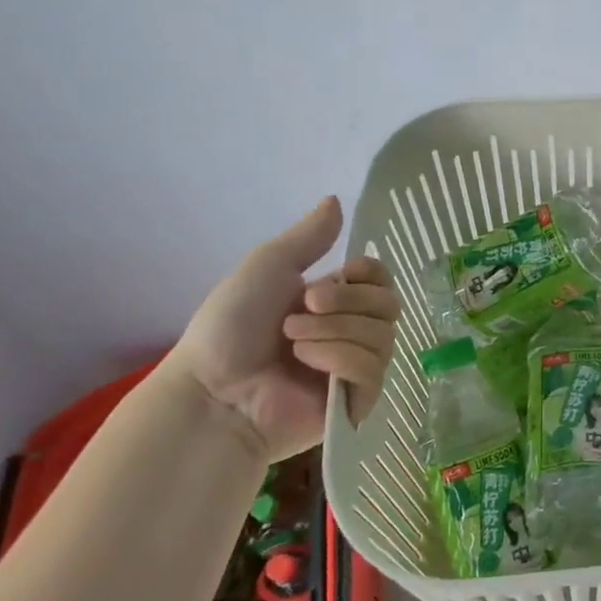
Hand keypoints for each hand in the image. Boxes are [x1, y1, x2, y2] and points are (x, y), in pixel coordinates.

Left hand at [159, 197, 401, 459]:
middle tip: (304, 308)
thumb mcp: (269, 267)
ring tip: (293, 343)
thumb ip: (308, 236)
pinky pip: (373, 369)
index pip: (382, 280)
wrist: (211, 390)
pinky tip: (307, 364)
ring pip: (382, 335)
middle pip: (388, 304)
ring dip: (335, 331)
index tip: (340, 272)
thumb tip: (336, 198)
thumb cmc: (231, 327)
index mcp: (335, 302)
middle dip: (347, 302)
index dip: (369, 274)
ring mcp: (356, 368)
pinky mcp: (357, 401)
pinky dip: (340, 359)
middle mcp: (351, 332)